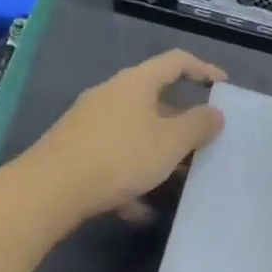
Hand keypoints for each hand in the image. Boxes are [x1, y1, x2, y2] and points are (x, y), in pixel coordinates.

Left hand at [29, 49, 226, 222]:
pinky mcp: (74, 150)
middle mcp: (111, 94)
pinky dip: (131, 177)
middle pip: (155, 99)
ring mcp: (89, 122)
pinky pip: (114, 157)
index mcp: (137, 82)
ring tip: (176, 181)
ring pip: (135, 132)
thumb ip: (199, 125)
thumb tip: (215, 113)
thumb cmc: (119, 156)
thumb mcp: (171, 142)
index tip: (223, 87)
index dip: (204, 70)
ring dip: (158, 154)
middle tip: (203, 143)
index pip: (177, 61)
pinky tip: (139, 209)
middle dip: (182, 123)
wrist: (47, 190)